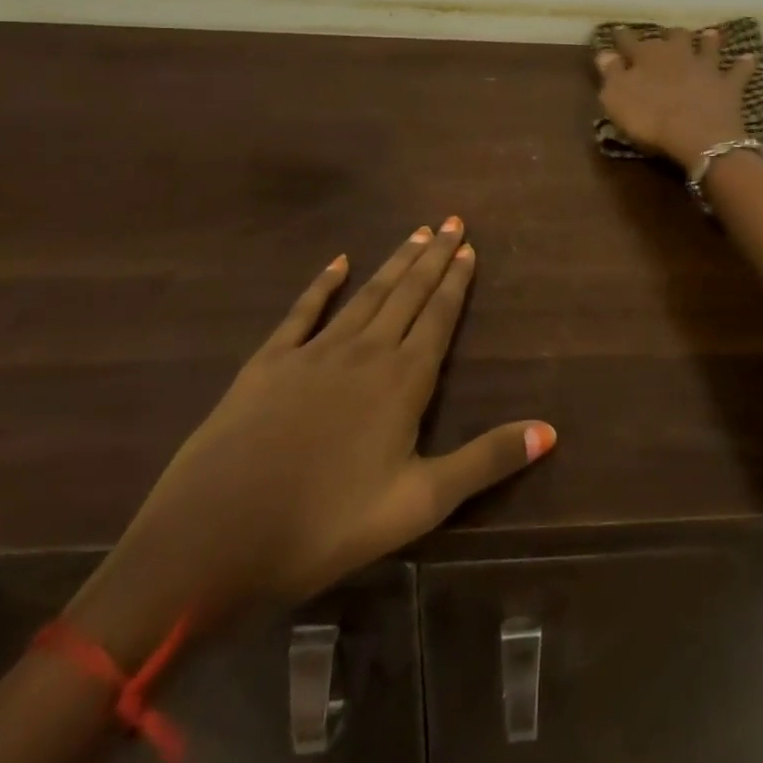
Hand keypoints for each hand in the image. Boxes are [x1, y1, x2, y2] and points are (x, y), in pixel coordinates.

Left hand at [76, 221, 553, 649]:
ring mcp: (313, 352)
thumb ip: (485, 461)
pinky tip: (337, 261)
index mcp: (402, 380)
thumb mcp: (418, 504)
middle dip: (433, 257)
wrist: (211, 541)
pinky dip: (322, 283)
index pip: (439, 317)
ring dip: (393, 263)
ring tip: (415, 232)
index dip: (456, 281)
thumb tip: (551, 430)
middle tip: (451, 221)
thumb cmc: (325, 527)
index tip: (469, 246)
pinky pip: (303, 311)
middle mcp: (364, 351)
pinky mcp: (268, 363)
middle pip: (407, 293)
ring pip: (366, 294)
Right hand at [595, 26, 755, 171]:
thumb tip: (605, 53)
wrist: (697, 135)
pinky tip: (748, 58)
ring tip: (709, 34)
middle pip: (673, 38)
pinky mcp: (729, 85)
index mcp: (646, 55)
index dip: (621, 37)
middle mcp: (677, 54)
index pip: (629, 41)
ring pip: (707, 47)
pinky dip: (743, 65)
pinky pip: (738, 71)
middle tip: (667, 35)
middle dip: (668, 35)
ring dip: (707, 40)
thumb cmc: (649, 117)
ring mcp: (706, 67)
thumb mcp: (616, 98)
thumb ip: (611, 73)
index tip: (616, 32)